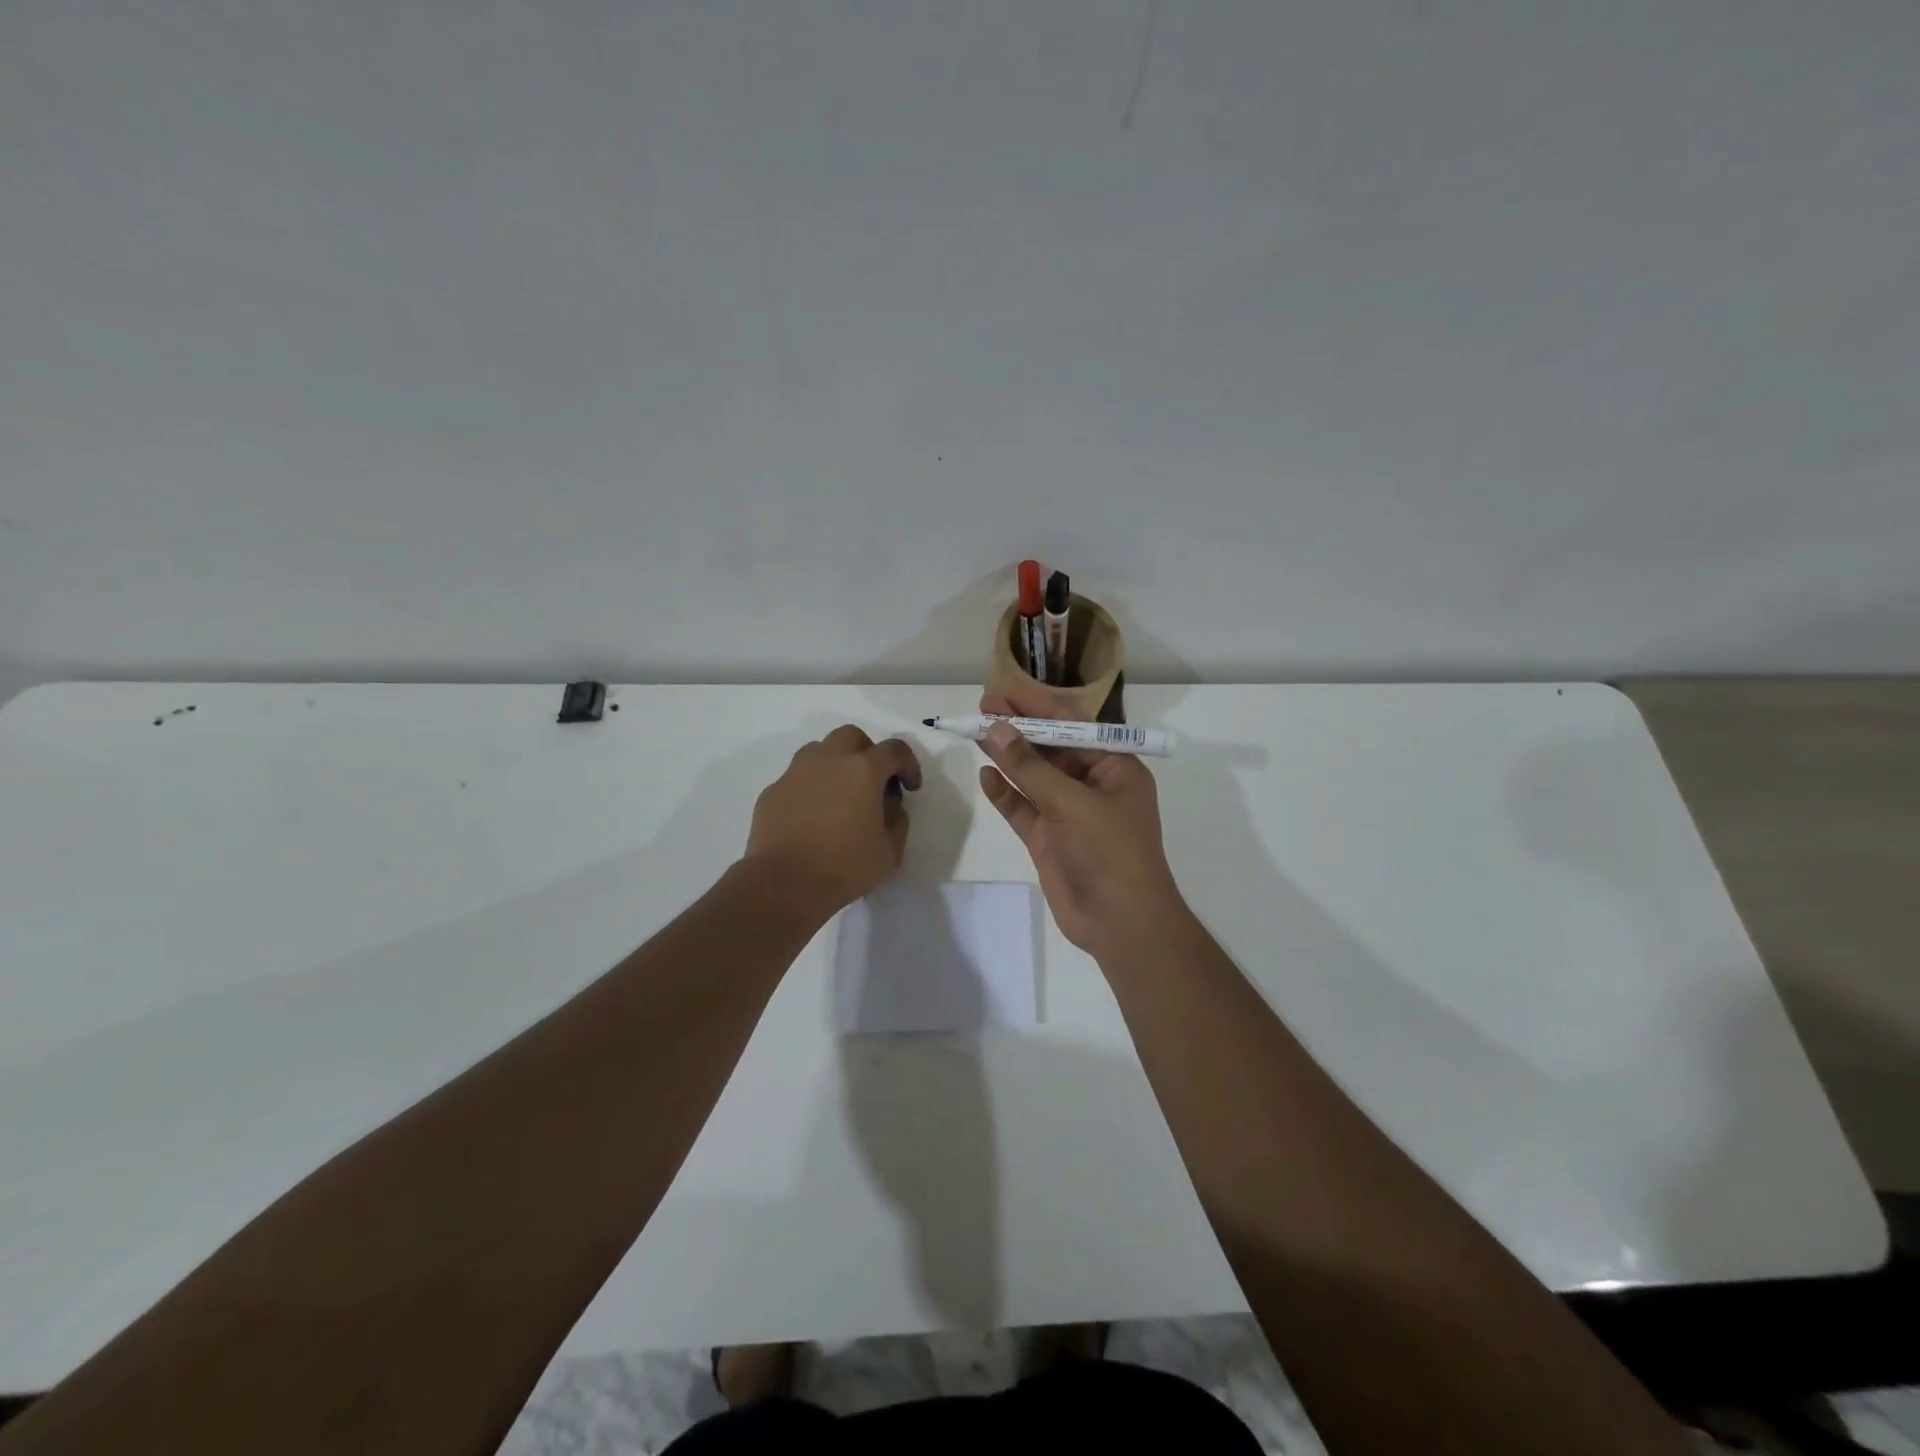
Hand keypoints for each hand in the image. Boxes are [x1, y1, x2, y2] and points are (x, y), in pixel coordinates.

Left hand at [745, 725, 921, 917]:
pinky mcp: (772, 791)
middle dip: (867, 752)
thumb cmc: (844, 867)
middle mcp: (828, 761)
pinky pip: (796, 778)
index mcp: (863, 770)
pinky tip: (811, 817)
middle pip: (851, 736)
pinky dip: (809, 788)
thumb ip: (897, 821)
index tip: (910, 788)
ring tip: (839, 795)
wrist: (784, 884)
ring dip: (835, 764)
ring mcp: (795, 773)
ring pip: (819, 750)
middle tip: (872, 782)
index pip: (894, 750)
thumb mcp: (890, 851)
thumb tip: (889, 805)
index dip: (908, 764)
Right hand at [975, 685, 1183, 957]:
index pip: (1073, 726)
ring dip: (1007, 756)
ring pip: (1033, 776)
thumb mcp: (1071, 802)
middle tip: (983, 706)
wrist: (1120, 923)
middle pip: (1050, 748)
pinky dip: (1005, 793)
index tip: (1004, 692)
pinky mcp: (1049, 838)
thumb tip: (995, 728)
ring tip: (975, 731)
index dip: (1037, 708)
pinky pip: (1023, 808)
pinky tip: (985, 775)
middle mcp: (1092, 785)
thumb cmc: (1109, 852)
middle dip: (1018, 729)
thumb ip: (1030, 767)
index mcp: (1114, 767)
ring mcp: (1068, 813)